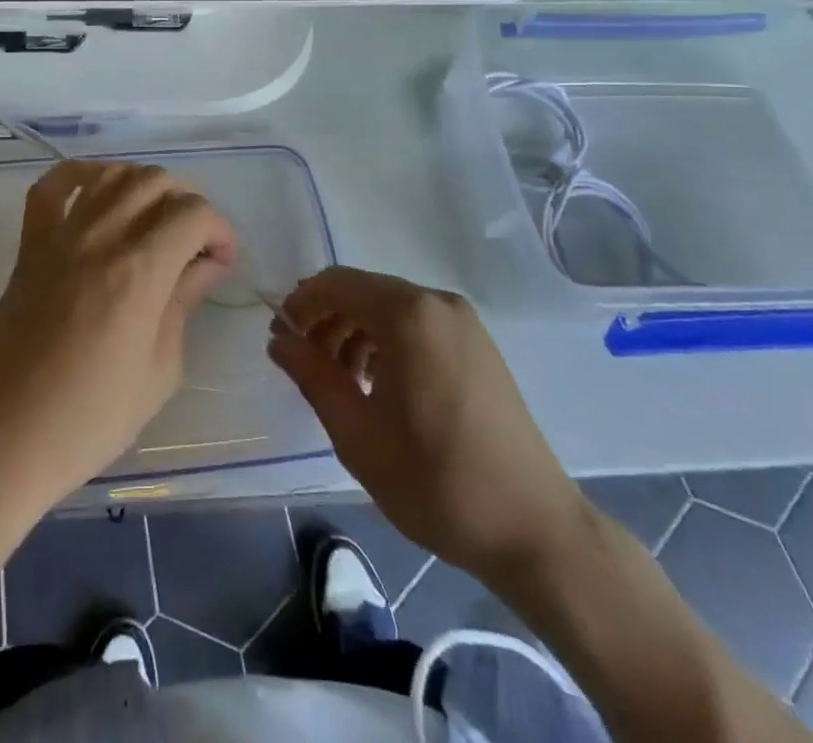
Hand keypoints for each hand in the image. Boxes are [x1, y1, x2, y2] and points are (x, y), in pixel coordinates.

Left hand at [0, 160, 237, 511]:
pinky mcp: (30, 244)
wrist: (5, 437)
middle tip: (194, 244)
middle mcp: (102, 237)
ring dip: (144, 185)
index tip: (222, 262)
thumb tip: (206, 265)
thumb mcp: (160, 370)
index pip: (194, 213)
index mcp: (140, 270)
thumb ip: (183, 303)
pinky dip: (80, 175)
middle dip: (188, 203)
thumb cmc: (91, 418)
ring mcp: (60, 235)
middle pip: (157, 181)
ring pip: (112, 173)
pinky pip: (52, 186)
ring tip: (154, 220)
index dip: (220, 230)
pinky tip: (99, 191)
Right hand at [269, 268, 588, 586]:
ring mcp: (463, 322)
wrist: (533, 529)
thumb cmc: (435, 481)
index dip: (300, 304)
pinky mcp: (479, 344)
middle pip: (363, 291)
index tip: (280, 338)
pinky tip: (379, 385)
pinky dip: (388, 341)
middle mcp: (437, 302)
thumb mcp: (356, 433)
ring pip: (390, 308)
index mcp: (407, 315)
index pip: (336, 283)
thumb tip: (280, 340)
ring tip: (340, 381)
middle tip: (305, 363)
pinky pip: (418, 324)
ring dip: (355, 331)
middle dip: (326, 319)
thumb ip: (312, 376)